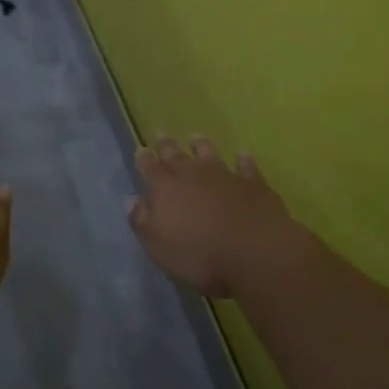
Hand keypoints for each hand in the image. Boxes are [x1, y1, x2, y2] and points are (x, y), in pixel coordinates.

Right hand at [129, 135, 298, 297]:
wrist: (256, 252)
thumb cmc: (200, 255)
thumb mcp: (159, 246)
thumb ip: (142, 221)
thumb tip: (132, 200)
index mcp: (165, 189)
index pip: (150, 169)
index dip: (144, 159)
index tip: (141, 150)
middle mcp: (192, 175)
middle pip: (176, 155)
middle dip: (166, 145)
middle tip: (161, 133)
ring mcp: (225, 175)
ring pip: (209, 154)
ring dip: (201, 145)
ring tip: (195, 137)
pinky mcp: (253, 183)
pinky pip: (246, 166)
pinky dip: (243, 160)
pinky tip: (242, 154)